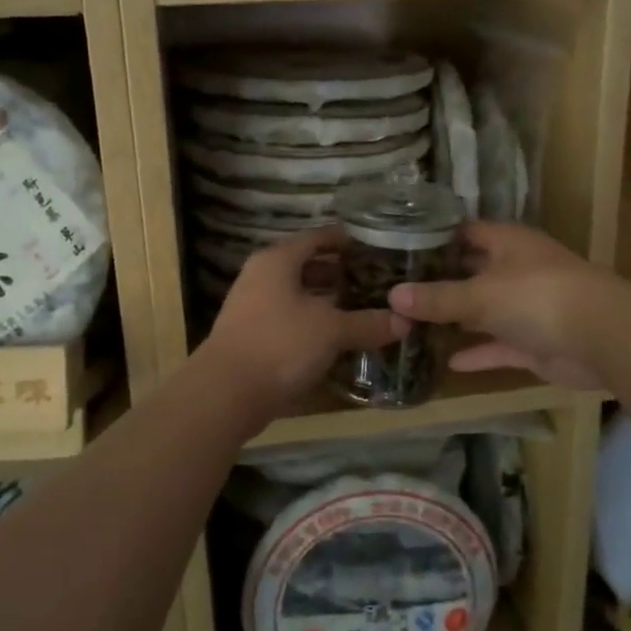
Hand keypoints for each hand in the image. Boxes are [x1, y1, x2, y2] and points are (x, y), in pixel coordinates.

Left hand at [199, 226, 408, 418]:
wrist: (225, 392)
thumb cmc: (280, 344)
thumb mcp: (331, 330)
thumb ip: (368, 323)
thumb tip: (406, 321)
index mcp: (277, 260)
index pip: (316, 237)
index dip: (345, 240)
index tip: (373, 247)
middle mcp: (261, 276)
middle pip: (304, 265)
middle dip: (337, 272)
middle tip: (372, 279)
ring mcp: (251, 306)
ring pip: (295, 294)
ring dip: (324, 299)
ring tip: (359, 307)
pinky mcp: (250, 335)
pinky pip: (287, 318)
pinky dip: (311, 322)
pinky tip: (333, 337)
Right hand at [389, 221, 616, 389]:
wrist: (603, 338)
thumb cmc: (538, 297)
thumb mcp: (480, 295)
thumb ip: (437, 298)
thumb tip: (393, 296)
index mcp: (508, 243)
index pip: (465, 232)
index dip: (434, 238)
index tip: (398, 247)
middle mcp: (517, 270)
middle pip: (472, 272)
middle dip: (440, 282)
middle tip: (397, 290)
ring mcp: (528, 307)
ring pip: (484, 311)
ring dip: (457, 319)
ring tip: (412, 325)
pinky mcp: (535, 342)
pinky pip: (498, 345)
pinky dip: (477, 352)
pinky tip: (447, 361)